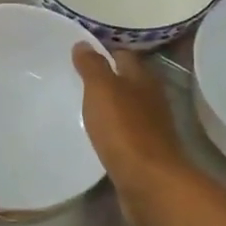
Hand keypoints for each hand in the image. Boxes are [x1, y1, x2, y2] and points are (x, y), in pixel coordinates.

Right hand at [71, 44, 188, 204]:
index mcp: (143, 79)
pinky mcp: (145, 153)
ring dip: (108, 106)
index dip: (103, 51)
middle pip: (127, 81)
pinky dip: (111, 130)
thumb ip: (92, 66)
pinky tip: (95, 135)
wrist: (149, 183)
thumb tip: (83, 43)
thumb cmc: (124, 130)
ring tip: (79, 106)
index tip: (78, 53)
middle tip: (74, 79)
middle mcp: (151, 99)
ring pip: (126, 108)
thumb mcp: (102, 90)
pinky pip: (124, 134)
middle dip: (105, 79)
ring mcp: (151, 128)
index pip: (123, 55)